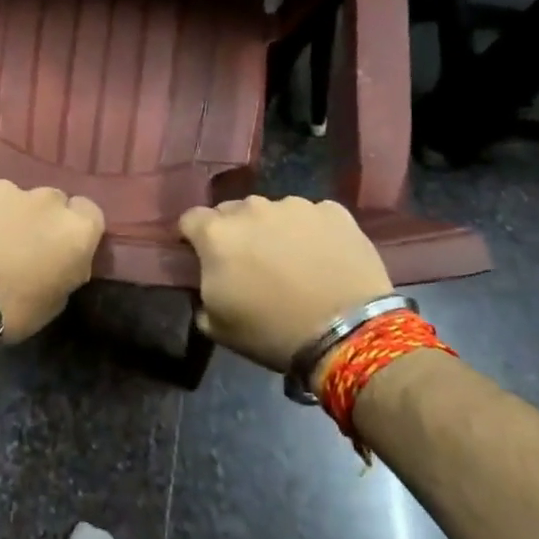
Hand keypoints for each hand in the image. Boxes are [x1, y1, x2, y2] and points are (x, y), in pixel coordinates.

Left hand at [0, 178, 104, 341]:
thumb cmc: (10, 311)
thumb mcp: (56, 300)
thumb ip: (67, 267)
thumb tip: (62, 256)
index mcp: (74, 228)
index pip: (88, 212)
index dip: (72, 228)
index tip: (57, 245)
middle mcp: (44, 198)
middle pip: (48, 200)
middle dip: (36, 218)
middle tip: (15, 244)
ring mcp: (1, 186)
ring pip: (6, 196)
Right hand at [178, 196, 392, 372]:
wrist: (347, 333)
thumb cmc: (272, 331)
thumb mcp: (216, 325)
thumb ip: (200, 293)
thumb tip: (206, 283)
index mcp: (216, 234)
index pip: (190, 220)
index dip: (193, 238)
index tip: (202, 257)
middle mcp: (251, 208)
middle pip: (232, 212)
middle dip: (235, 232)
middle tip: (249, 263)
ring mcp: (295, 206)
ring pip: (273, 212)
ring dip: (273, 230)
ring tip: (291, 260)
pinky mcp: (333, 211)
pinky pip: (312, 217)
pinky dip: (311, 232)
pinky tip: (322, 258)